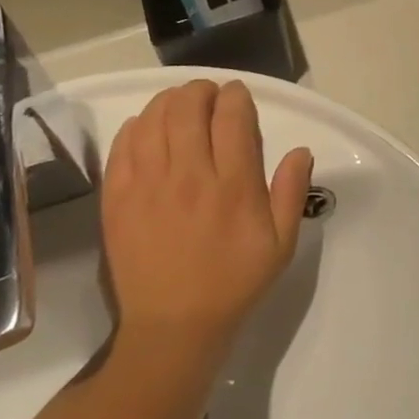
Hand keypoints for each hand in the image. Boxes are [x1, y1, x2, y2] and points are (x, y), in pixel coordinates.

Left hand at [101, 80, 314, 351]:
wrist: (173, 327)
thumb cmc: (234, 282)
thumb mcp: (281, 244)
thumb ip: (292, 192)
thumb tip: (300, 150)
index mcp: (233, 186)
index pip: (233, 117)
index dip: (236, 96)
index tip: (238, 95)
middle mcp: (189, 176)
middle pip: (188, 107)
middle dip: (201, 90)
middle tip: (209, 96)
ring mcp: (148, 186)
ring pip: (153, 118)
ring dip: (168, 101)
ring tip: (179, 105)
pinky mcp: (117, 199)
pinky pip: (122, 146)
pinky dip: (136, 126)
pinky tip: (147, 128)